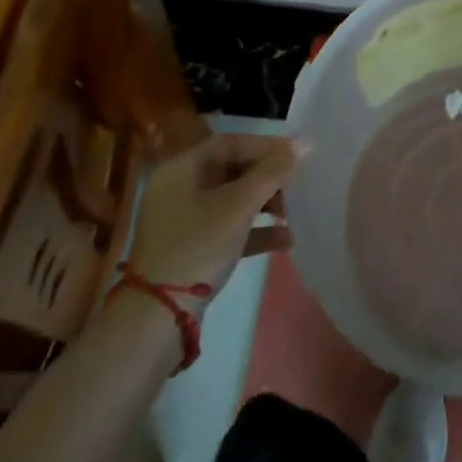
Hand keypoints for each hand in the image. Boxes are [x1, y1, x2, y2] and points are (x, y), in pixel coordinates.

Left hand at [128, 133, 304, 303]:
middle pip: (232, 170)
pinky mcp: (191, 249)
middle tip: (297, 184)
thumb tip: (303, 143)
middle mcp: (179, 189)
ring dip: (265, 203)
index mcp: (181, 169)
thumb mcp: (239, 205)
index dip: (266, 146)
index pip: (230, 143)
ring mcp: (183, 221)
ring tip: (293, 212)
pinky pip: (228, 228)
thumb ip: (272, 172)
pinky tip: (285, 239)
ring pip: (232, 200)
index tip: (298, 154)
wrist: (158, 318)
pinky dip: (254, 230)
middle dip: (268, 177)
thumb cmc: (198, 246)